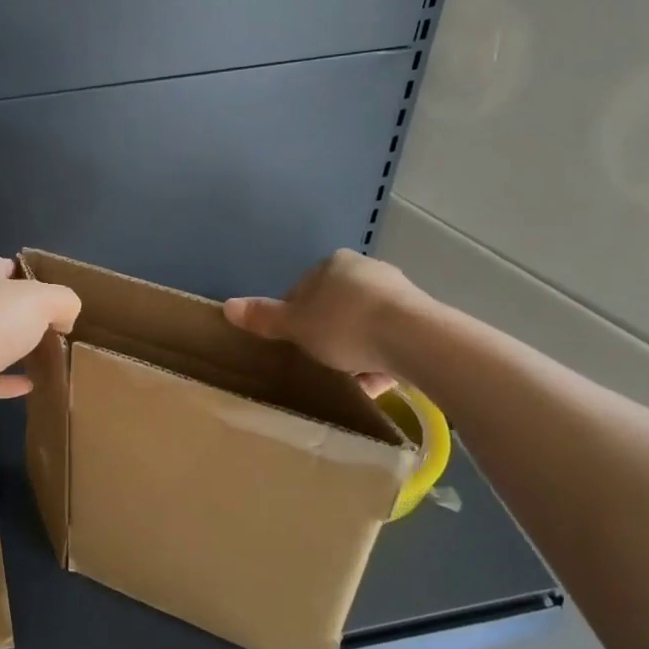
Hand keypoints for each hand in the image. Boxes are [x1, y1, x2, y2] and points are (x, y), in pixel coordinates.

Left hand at [0, 257, 82, 418]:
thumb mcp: (43, 299)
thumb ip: (63, 301)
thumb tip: (66, 317)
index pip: (0, 266)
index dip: (22, 270)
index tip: (46, 284)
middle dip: (23, 312)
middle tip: (55, 323)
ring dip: (17, 347)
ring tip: (47, 354)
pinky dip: (11, 382)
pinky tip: (32, 385)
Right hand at [223, 249, 429, 395]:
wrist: (414, 339)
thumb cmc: (344, 325)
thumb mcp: (296, 325)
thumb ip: (264, 317)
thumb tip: (227, 306)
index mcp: (333, 264)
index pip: (303, 289)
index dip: (294, 318)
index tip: (294, 344)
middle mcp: (366, 270)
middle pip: (335, 307)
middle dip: (327, 334)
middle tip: (319, 363)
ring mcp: (398, 293)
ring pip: (364, 325)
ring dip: (355, 350)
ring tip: (348, 380)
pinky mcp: (422, 319)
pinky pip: (390, 341)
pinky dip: (380, 359)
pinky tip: (374, 385)